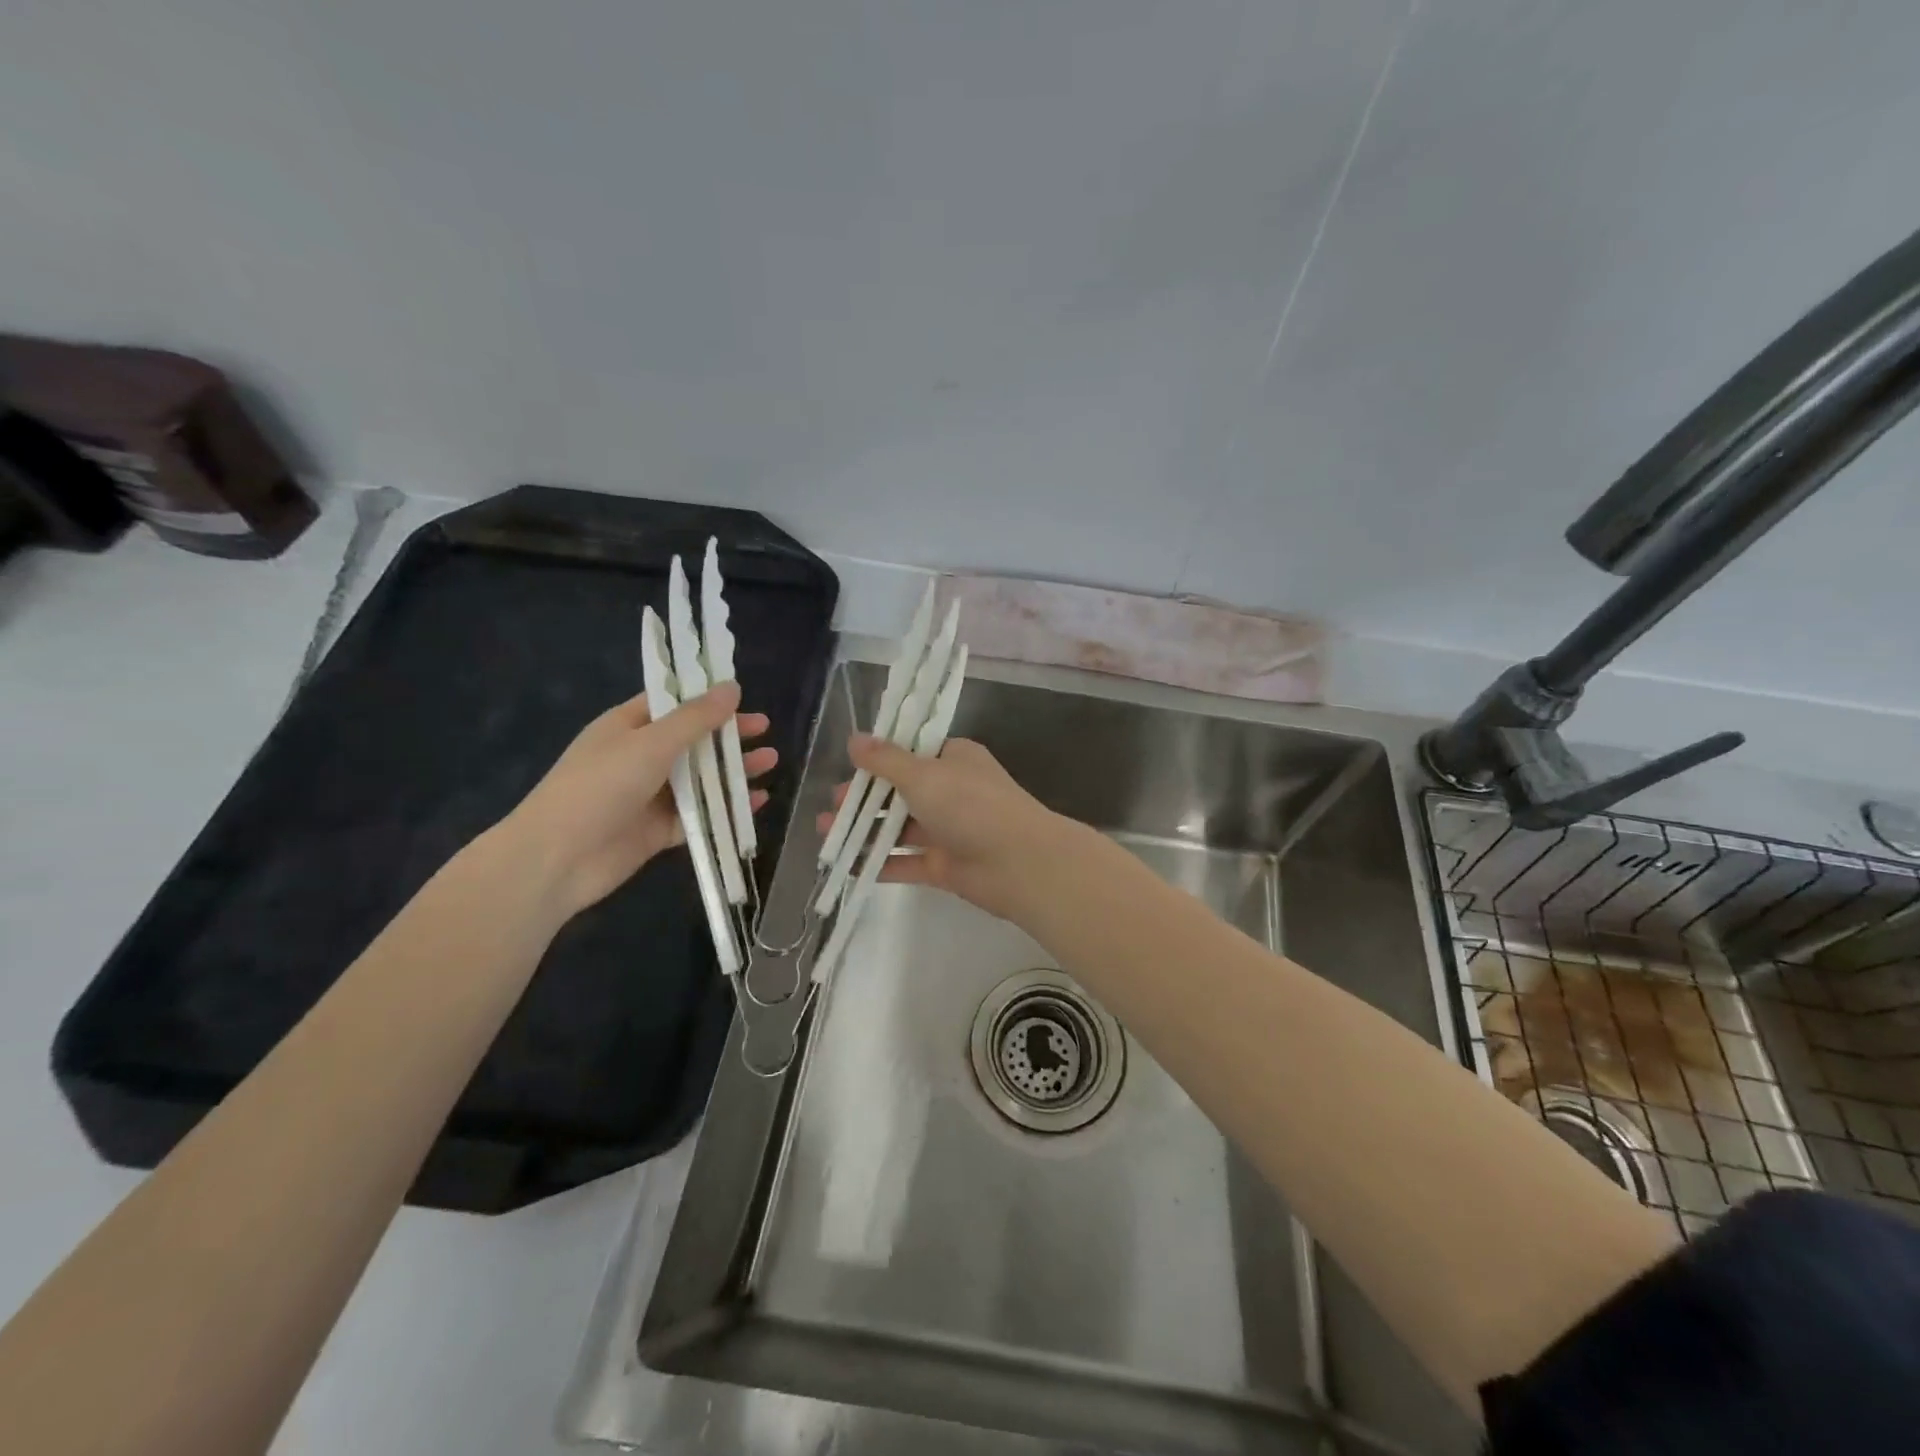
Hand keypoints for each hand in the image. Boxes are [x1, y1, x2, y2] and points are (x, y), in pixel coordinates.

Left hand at [503, 682, 776, 917]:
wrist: (557, 860)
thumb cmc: (600, 787)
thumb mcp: (651, 743)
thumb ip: (696, 718)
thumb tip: (732, 686)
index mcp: (628, 727)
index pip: (672, 703)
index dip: (707, 698)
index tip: (743, 697)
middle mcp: (639, 757)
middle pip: (692, 741)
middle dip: (728, 736)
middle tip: (766, 731)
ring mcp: (650, 795)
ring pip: (700, 779)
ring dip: (733, 771)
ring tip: (771, 762)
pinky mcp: (659, 830)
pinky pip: (701, 815)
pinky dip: (727, 809)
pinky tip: (757, 802)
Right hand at [815, 735, 1076, 922]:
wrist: (1019, 864)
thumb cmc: (970, 805)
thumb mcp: (923, 774)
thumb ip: (885, 760)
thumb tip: (854, 739)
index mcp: (954, 759)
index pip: (912, 751)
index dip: (880, 757)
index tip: (849, 764)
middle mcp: (952, 791)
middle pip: (901, 790)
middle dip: (865, 797)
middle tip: (833, 803)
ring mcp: (949, 830)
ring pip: (900, 827)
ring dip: (865, 829)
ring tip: (826, 833)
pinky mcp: (945, 866)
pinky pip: (905, 861)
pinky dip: (878, 863)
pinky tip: (846, 865)